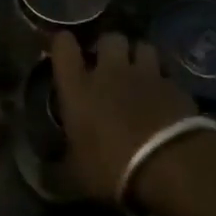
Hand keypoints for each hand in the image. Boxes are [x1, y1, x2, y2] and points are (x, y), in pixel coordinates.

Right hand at [50, 31, 207, 201]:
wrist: (172, 165)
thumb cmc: (113, 168)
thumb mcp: (76, 177)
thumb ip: (56, 169)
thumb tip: (40, 174)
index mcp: (79, 88)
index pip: (63, 47)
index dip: (63, 43)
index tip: (64, 48)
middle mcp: (110, 72)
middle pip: (109, 38)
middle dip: (108, 47)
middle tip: (108, 65)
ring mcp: (146, 75)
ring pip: (141, 46)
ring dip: (138, 56)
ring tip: (139, 73)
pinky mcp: (175, 85)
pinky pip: (166, 72)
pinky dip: (163, 80)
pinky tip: (163, 96)